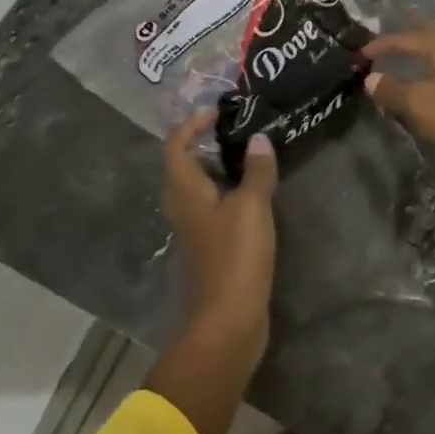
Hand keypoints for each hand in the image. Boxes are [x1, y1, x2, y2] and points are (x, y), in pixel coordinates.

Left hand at [160, 110, 278, 337]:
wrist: (228, 320)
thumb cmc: (235, 256)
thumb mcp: (252, 207)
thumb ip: (256, 170)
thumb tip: (259, 138)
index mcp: (184, 190)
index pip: (176, 144)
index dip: (193, 124)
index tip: (219, 112)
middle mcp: (181, 205)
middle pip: (183, 163)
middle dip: (204, 142)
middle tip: (236, 129)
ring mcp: (193, 228)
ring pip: (197, 185)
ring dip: (216, 166)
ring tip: (248, 154)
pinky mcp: (208, 245)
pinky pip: (211, 205)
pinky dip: (226, 190)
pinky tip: (252, 191)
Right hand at [362, 22, 434, 175]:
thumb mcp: (419, 104)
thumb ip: (392, 89)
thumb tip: (371, 78)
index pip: (408, 38)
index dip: (383, 44)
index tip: (363, 53)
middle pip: (434, 33)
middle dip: (412, 32)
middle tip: (395, 30)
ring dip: (429, 48)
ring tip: (415, 54)